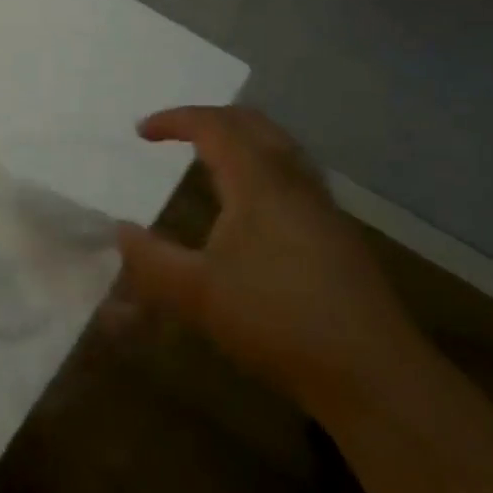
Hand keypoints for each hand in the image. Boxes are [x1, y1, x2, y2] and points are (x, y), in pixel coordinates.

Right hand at [116, 107, 422, 408]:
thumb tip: (121, 231)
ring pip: (279, 149)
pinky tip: (251, 208)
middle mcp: (294, 182)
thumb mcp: (197, 293)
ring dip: (241, 141)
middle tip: (178, 133)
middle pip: (253, 124)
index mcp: (259, 181)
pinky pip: (293, 176)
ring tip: (211, 160)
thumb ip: (151, 260)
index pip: (213, 126)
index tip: (141, 132)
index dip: (174, 120)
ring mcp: (322, 208)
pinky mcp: (337, 236)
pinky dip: (261, 168)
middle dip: (210, 119)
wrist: (372, 373)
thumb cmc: (276, 319)